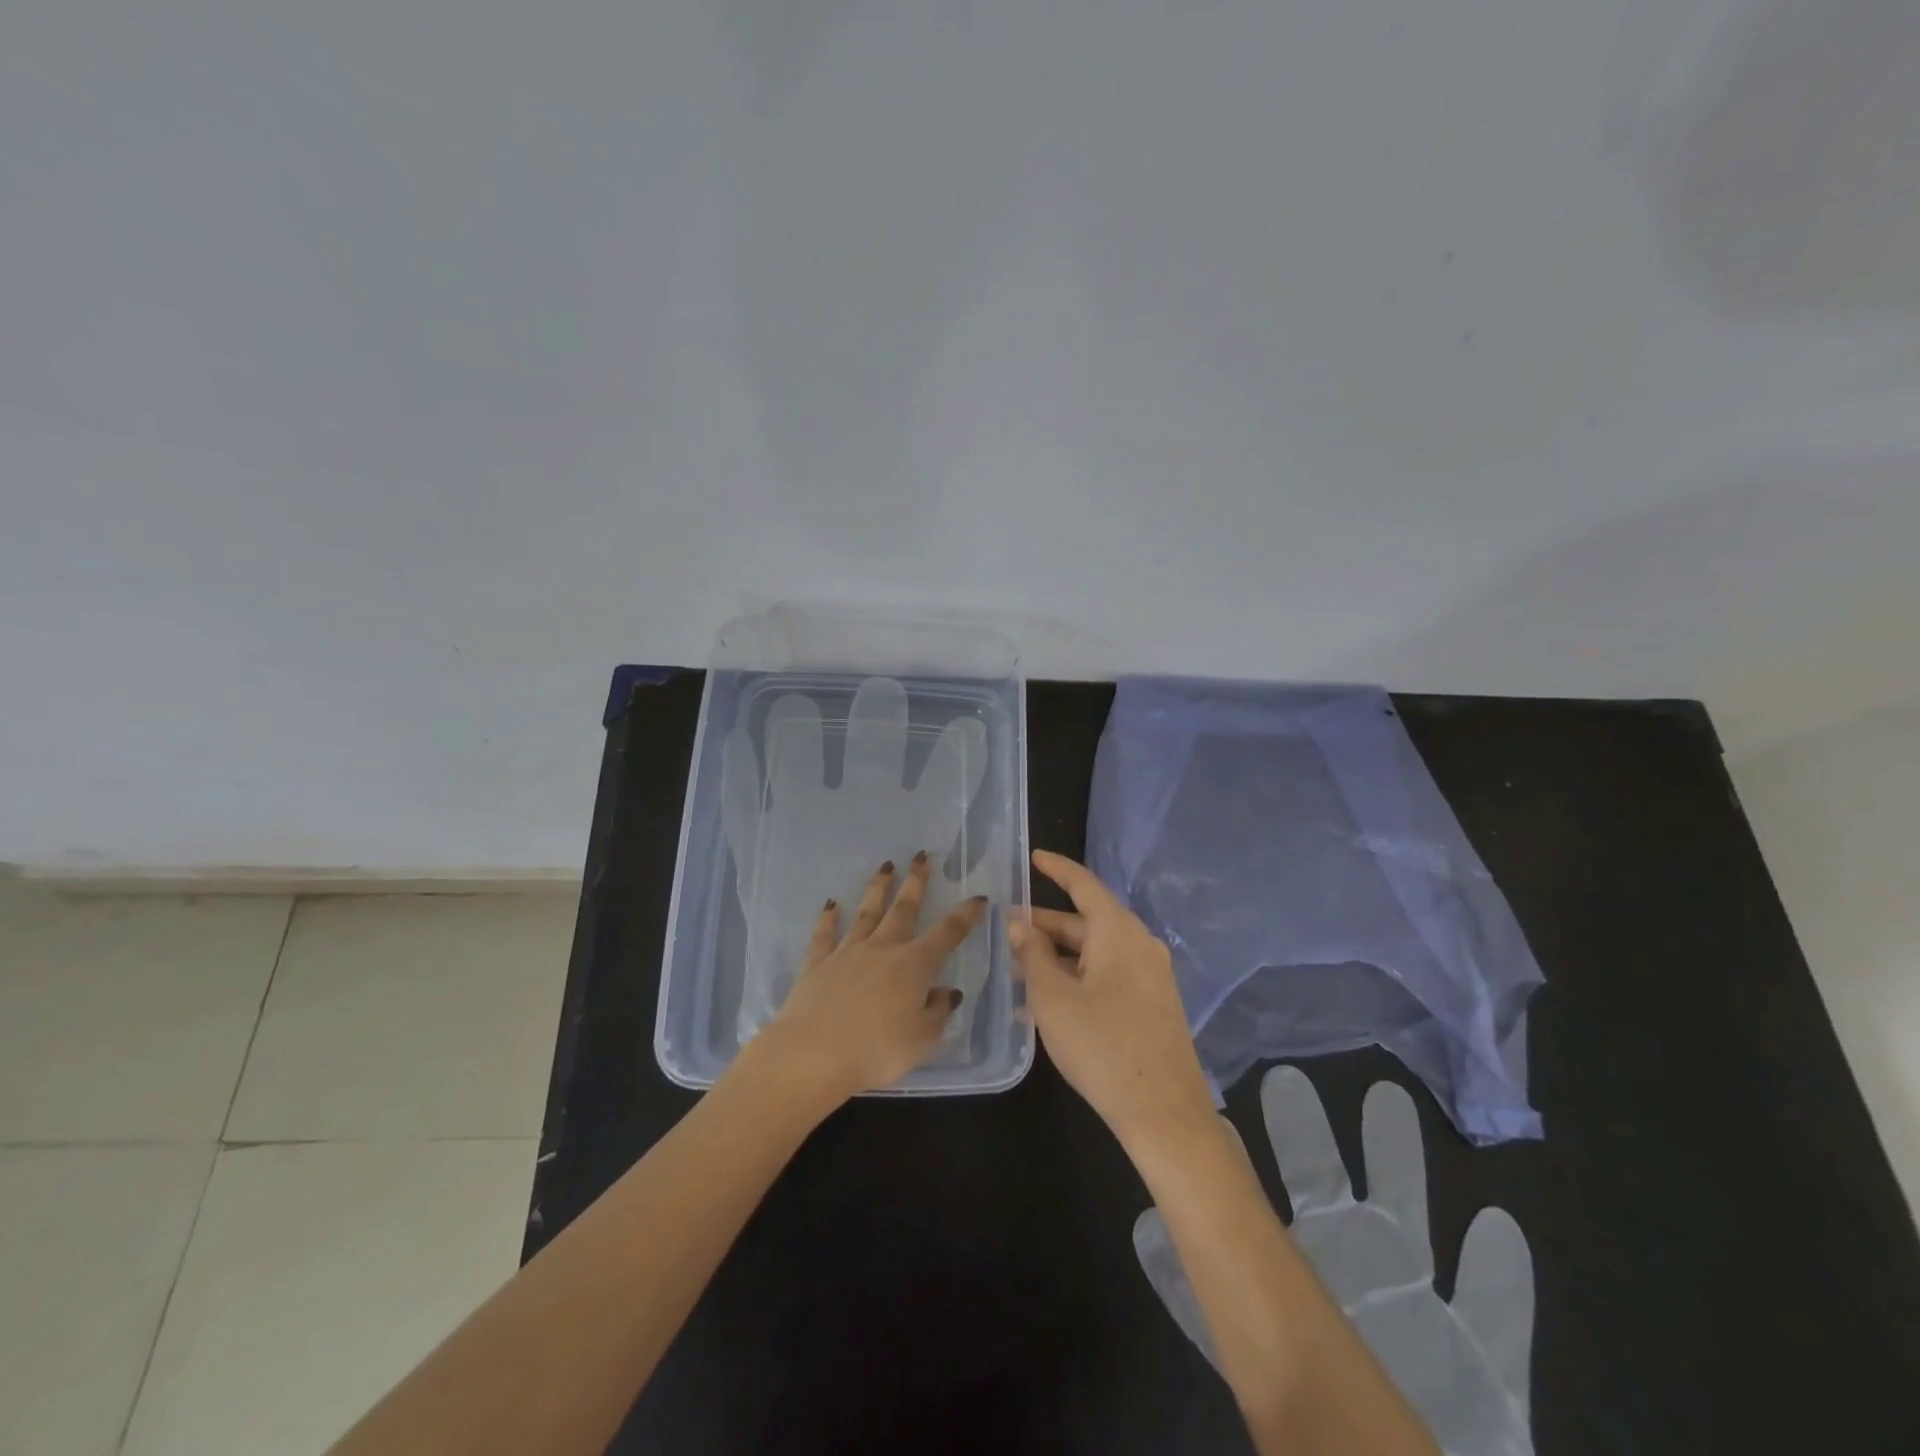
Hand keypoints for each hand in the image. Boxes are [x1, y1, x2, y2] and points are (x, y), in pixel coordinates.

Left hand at [756, 853, 984, 1101]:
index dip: (965, 915)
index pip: (947, 933)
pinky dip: (828, 918)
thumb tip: (948, 992)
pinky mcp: (817, 964)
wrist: (812, 1055)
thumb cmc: (876, 1051)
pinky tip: (831, 905)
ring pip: (866, 912)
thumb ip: (938, 1012)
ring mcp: (847, 952)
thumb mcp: (922, 1040)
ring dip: (877, 888)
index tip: (978, 897)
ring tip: (885, 867)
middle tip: (921, 857)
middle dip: (916, 882)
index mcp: (914, 965)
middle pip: (903, 909)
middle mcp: (882, 949)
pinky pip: (824, 935)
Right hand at [1008, 850, 1214, 1147]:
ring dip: (1059, 957)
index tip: (1034, 857)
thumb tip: (1020, 924)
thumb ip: (1033, 954)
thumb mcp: (1053, 997)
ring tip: (1019, 969)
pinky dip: (1078, 977)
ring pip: (1096, 952)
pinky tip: (1047, 1003)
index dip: (1056, 869)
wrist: (1164, 1113)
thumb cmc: (1101, 1045)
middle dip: (1047, 924)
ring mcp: (1151, 975)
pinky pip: (1109, 976)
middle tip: (1009, 928)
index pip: (1083, 884)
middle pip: (1087, 921)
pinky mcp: (1153, 1004)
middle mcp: (1139, 944)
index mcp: (1118, 931)